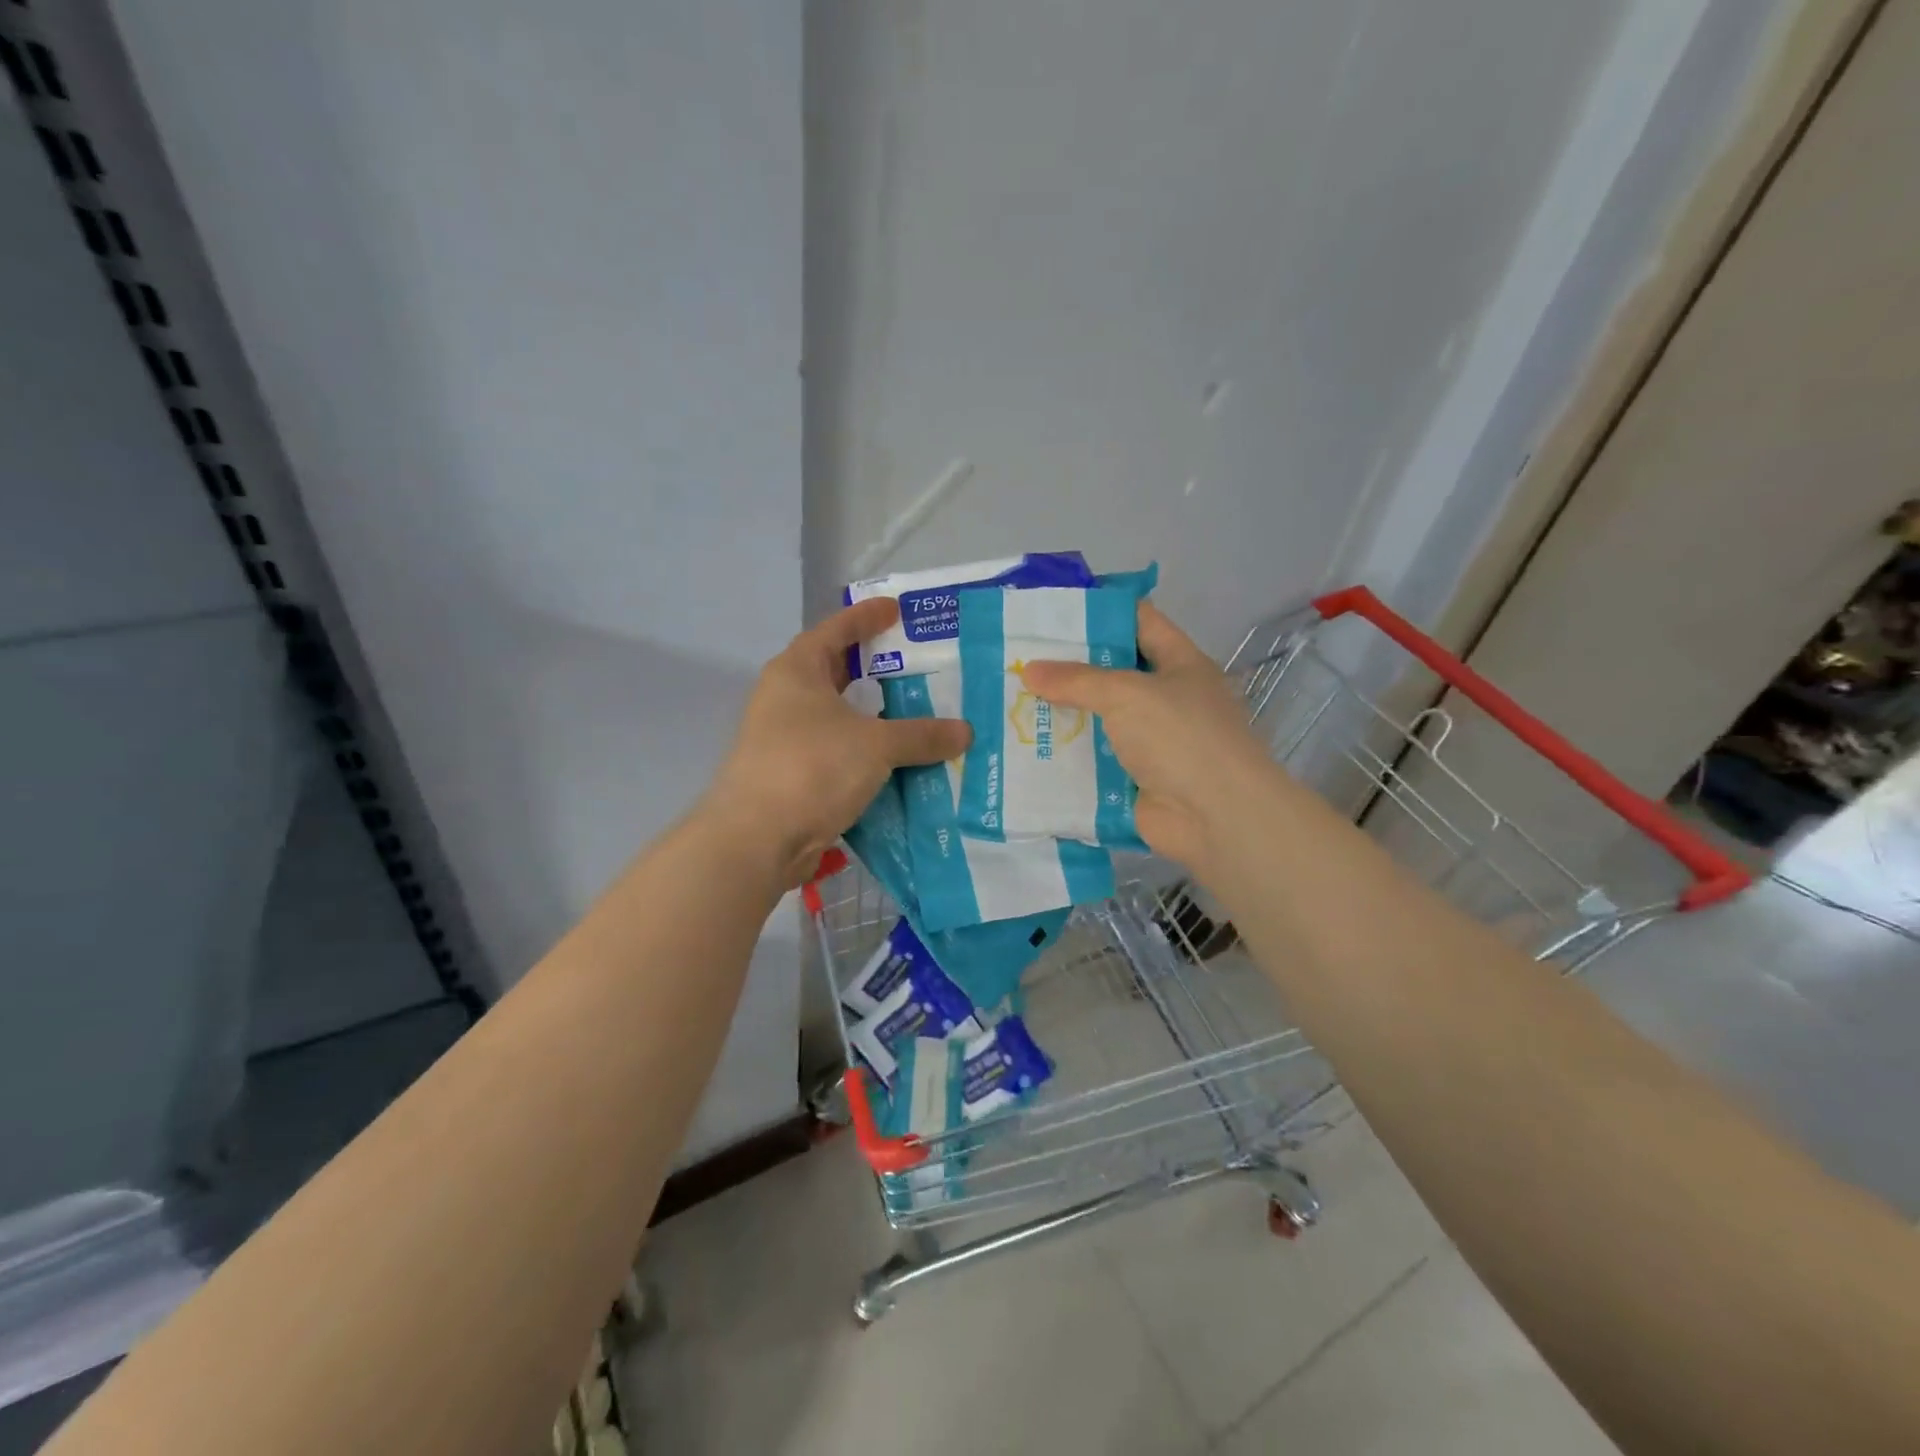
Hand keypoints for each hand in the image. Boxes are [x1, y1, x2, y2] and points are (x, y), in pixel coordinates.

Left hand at [706, 598, 970, 885]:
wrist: (757, 840)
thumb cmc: (811, 767)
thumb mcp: (875, 745)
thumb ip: (921, 735)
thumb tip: (965, 732)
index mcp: (796, 672)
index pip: (835, 630)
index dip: (866, 617)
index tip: (896, 609)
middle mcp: (785, 699)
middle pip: (835, 673)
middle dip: (873, 668)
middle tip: (916, 664)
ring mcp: (785, 740)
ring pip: (839, 718)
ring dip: (874, 717)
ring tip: (918, 712)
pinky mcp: (792, 776)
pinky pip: (838, 753)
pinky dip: (866, 753)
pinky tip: (899, 761)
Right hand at [1019, 602, 1274, 875]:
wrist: (1215, 817)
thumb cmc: (1180, 737)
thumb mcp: (1127, 694)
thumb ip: (1077, 680)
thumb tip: (1030, 671)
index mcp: (1178, 664)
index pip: (1138, 622)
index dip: (1099, 611)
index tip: (1051, 610)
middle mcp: (1165, 699)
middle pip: (1111, 673)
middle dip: (1067, 667)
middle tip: (1017, 657)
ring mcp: (1149, 742)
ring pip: (1097, 719)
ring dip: (1060, 714)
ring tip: (1010, 700)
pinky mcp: (1131, 779)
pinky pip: (1092, 761)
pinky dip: (1064, 756)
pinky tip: (1024, 747)